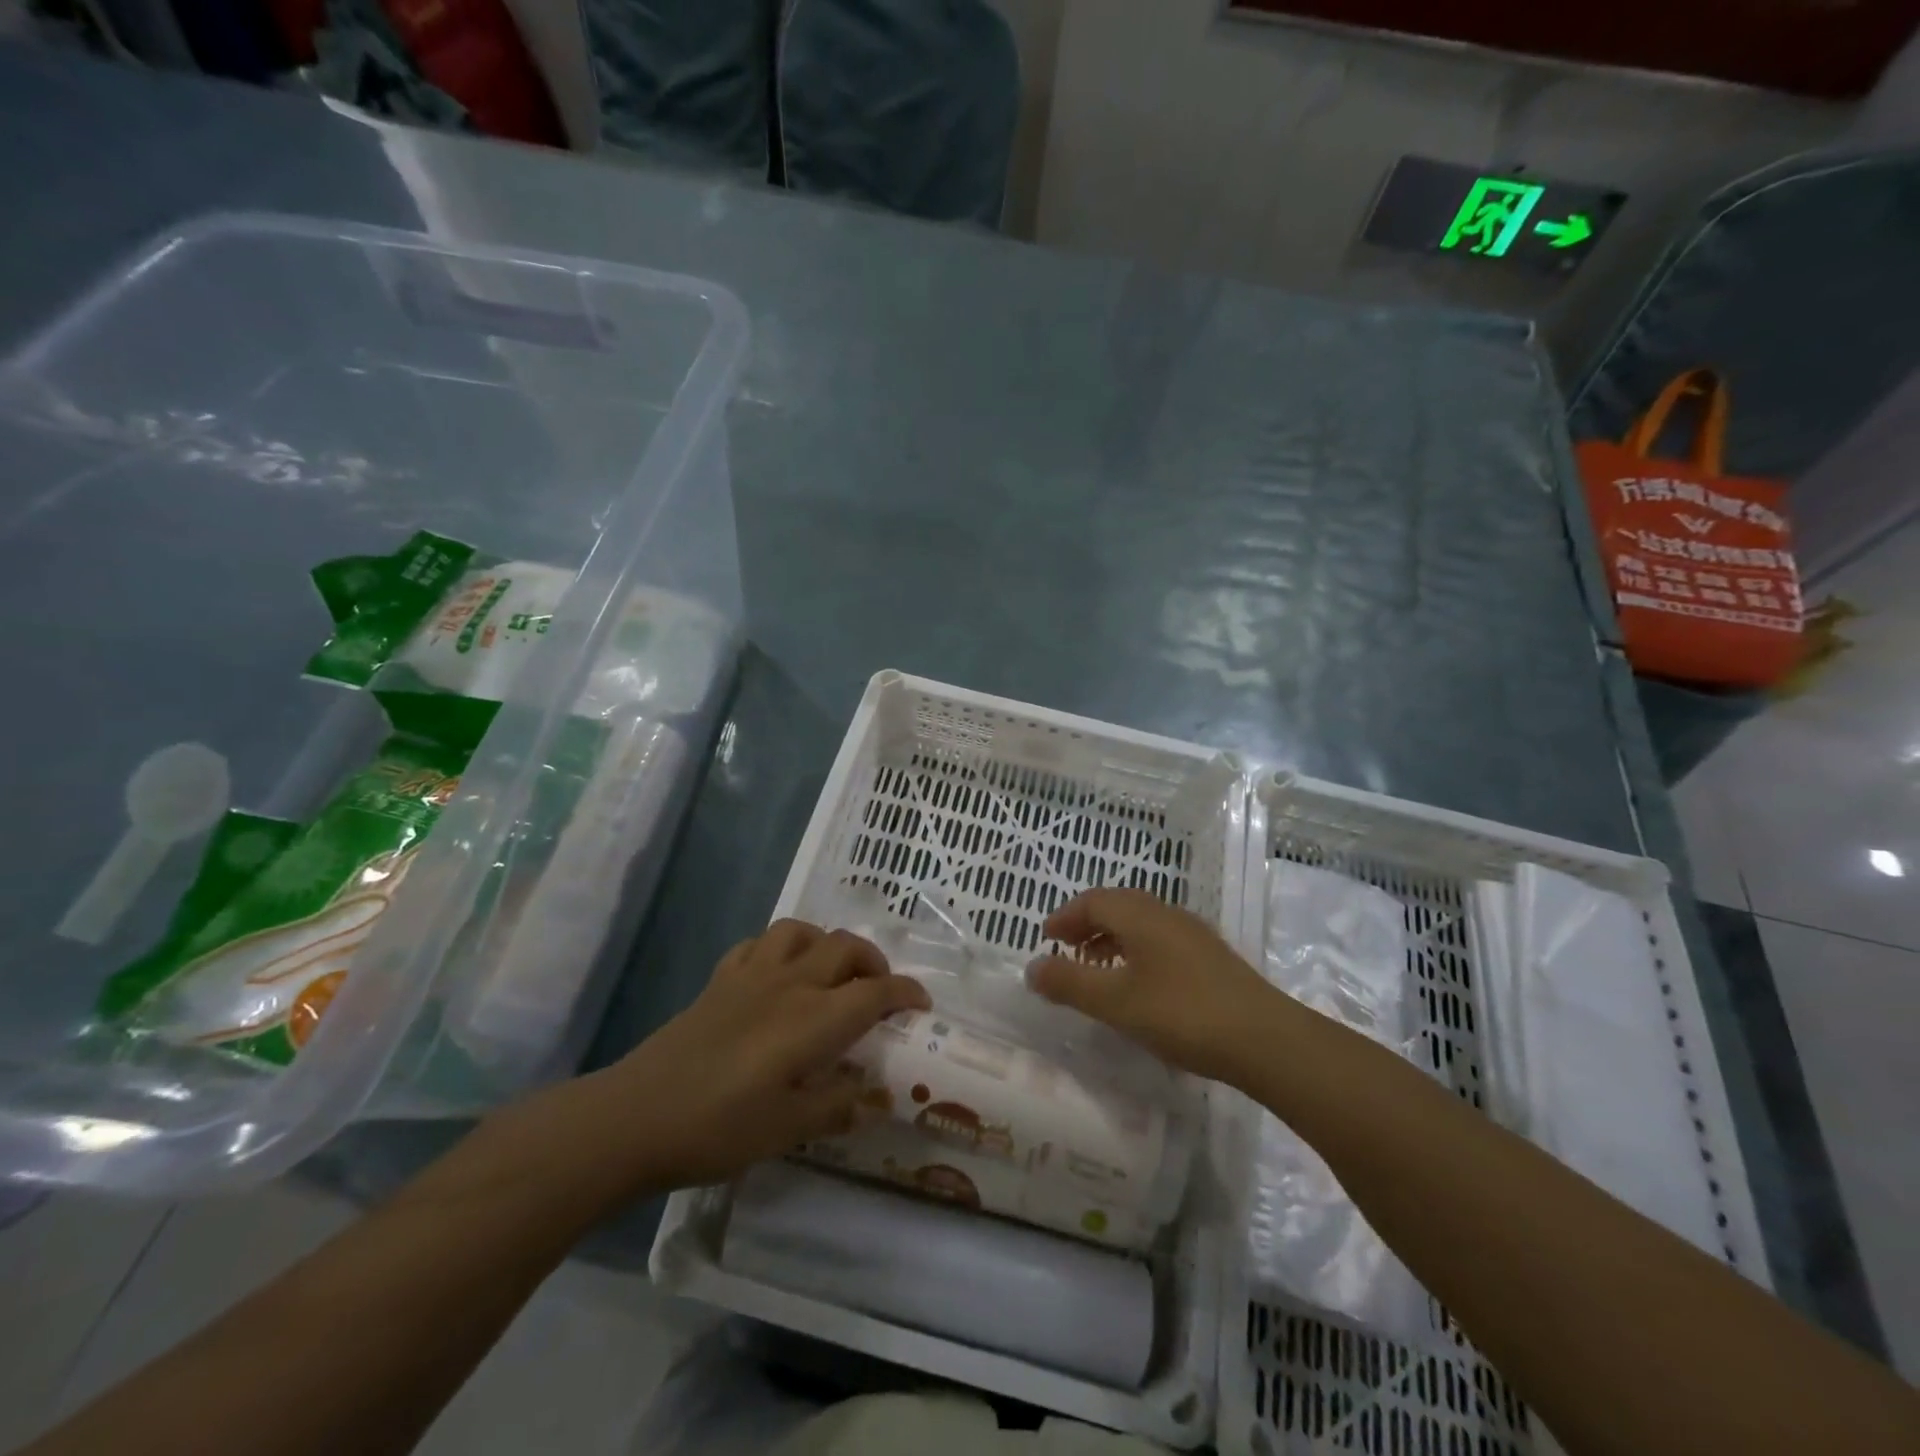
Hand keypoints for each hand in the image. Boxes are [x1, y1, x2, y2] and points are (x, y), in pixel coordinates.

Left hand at [610, 921, 929, 1187]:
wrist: (634, 1116)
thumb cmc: (717, 1127)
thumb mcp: (787, 1130)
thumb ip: (835, 1106)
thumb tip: (871, 1096)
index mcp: (814, 1020)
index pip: (875, 992)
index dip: (905, 993)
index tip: (921, 1005)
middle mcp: (790, 984)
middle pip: (845, 948)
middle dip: (873, 962)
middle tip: (879, 992)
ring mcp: (751, 975)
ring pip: (802, 932)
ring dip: (827, 944)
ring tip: (832, 972)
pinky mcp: (720, 979)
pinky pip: (760, 943)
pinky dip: (782, 947)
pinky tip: (779, 974)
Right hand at [1027, 888, 1274, 1083]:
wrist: (1265, 1039)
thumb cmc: (1181, 1014)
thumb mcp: (1115, 1002)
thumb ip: (1069, 983)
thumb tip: (1031, 967)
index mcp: (1141, 914)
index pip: (1093, 900)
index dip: (1064, 916)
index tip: (1046, 938)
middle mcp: (1166, 914)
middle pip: (1117, 906)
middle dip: (1086, 925)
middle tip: (1066, 951)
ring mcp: (1192, 935)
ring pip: (1140, 924)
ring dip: (1111, 940)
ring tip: (1096, 971)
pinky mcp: (1210, 958)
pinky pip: (1159, 941)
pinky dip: (1135, 953)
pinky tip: (1137, 987)